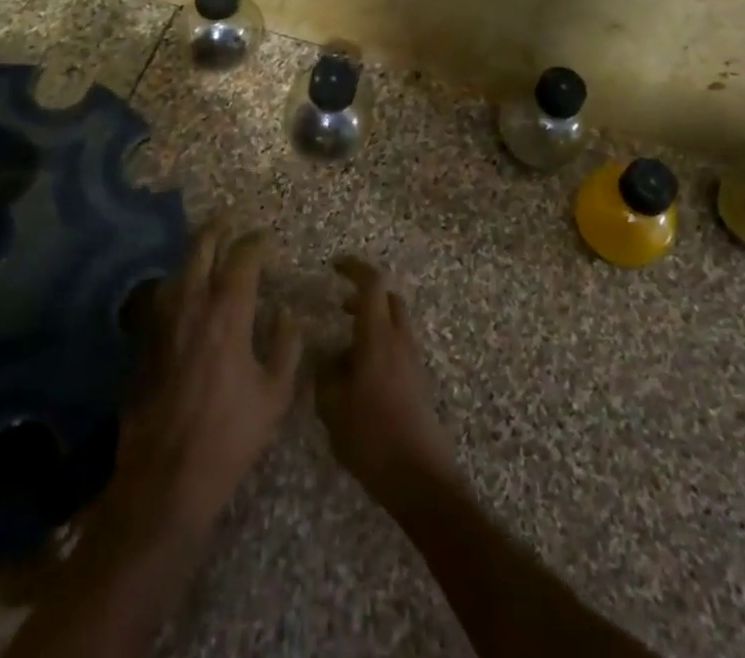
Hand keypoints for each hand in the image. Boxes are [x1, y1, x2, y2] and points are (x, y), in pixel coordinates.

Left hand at [107, 223, 302, 537]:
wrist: (167, 476)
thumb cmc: (230, 436)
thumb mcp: (274, 395)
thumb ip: (286, 346)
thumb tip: (285, 312)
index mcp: (228, 314)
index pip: (242, 260)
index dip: (254, 243)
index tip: (265, 238)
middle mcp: (192, 306)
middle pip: (200, 250)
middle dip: (216, 230)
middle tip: (227, 220)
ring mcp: (163, 322)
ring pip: (177, 270)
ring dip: (193, 254)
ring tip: (206, 249)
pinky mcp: (145, 342)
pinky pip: (162, 297)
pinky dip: (176, 283)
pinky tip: (183, 291)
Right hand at [315, 257, 460, 504]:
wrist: (419, 478)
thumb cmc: (371, 437)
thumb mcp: (332, 407)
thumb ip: (325, 374)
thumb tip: (327, 356)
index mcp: (378, 336)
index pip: (372, 283)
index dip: (354, 267)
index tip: (334, 266)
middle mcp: (400, 340)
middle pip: (388, 299)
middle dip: (364, 295)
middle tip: (340, 307)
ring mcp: (413, 360)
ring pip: (395, 323)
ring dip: (373, 322)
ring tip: (345, 349)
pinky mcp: (419, 381)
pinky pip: (399, 347)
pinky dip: (380, 345)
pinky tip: (360, 376)